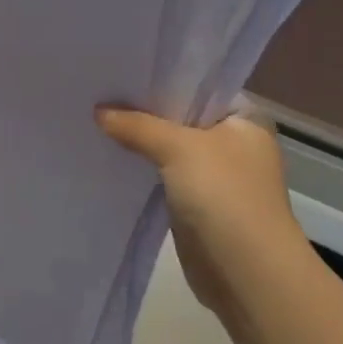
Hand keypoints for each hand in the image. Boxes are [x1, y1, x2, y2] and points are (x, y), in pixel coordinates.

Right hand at [95, 100, 305, 317]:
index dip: (162, 79)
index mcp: (245, 119)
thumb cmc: (225, 196)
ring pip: (169, 148)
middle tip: (99, 92)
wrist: (246, 273)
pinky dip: (141, 169)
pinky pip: (163, 175)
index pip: (199, 86)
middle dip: (143, 110)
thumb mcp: (178, 148)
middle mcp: (234, 142)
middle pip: (180, 117)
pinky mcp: (196, 203)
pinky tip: (110, 157)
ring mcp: (216, 175)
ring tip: (96, 120)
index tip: (122, 70)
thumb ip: (137, 126)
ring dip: (140, 141)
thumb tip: (99, 111)